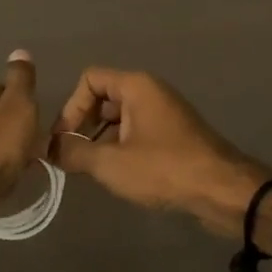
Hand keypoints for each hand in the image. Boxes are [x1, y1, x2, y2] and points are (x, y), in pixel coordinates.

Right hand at [47, 68, 271, 244]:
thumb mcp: (110, 163)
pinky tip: (118, 175)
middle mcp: (151, 92)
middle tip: (73, 157)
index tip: (64, 140)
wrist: (223, 191)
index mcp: (136, 86)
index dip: (71, 107)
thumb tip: (48, 149)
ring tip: (92, 169)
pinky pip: (138, 132)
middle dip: (84, 125)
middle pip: (104, 97)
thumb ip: (74, 153)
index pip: (89, 79)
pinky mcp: (175, 136)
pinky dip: (122, 148)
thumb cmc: (164, 168)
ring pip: (120, 118)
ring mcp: (165, 114)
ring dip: (101, 140)